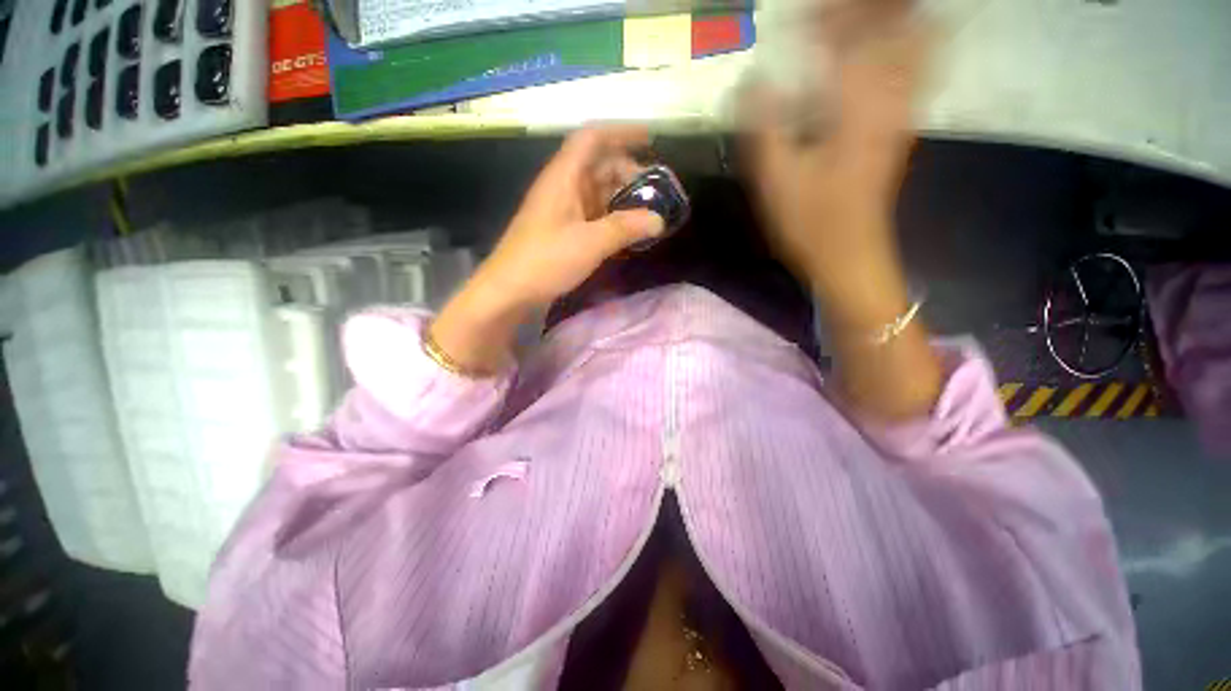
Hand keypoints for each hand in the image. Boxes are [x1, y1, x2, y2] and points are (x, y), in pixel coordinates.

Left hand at [475, 126, 665, 310]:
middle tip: (655, 192)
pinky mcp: (562, 232)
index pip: (592, 138)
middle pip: (598, 166)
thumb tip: (658, 220)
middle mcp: (562, 187)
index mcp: (563, 177)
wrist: (509, 292)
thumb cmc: (546, 261)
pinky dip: (611, 219)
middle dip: (628, 172)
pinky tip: (627, 232)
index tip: (650, 139)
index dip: (621, 133)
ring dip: (621, 199)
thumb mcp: (590, 243)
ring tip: (647, 213)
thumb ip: (625, 228)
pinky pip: (592, 216)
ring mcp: (562, 211)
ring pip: (596, 193)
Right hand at [747, 1, 926, 302]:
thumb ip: (762, 125)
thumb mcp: (775, 177)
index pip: (848, 32)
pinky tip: (885, 47)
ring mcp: (900, 112)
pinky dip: (906, 46)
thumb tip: (748, 79)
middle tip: (827, 15)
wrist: (849, 255)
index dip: (825, 14)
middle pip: (894, 27)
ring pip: (913, 43)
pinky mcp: (899, 128)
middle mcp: (888, 97)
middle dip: (863, 11)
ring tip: (853, 21)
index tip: (797, 13)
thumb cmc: (809, 221)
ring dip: (887, 23)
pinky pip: (915, 71)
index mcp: (856, 104)